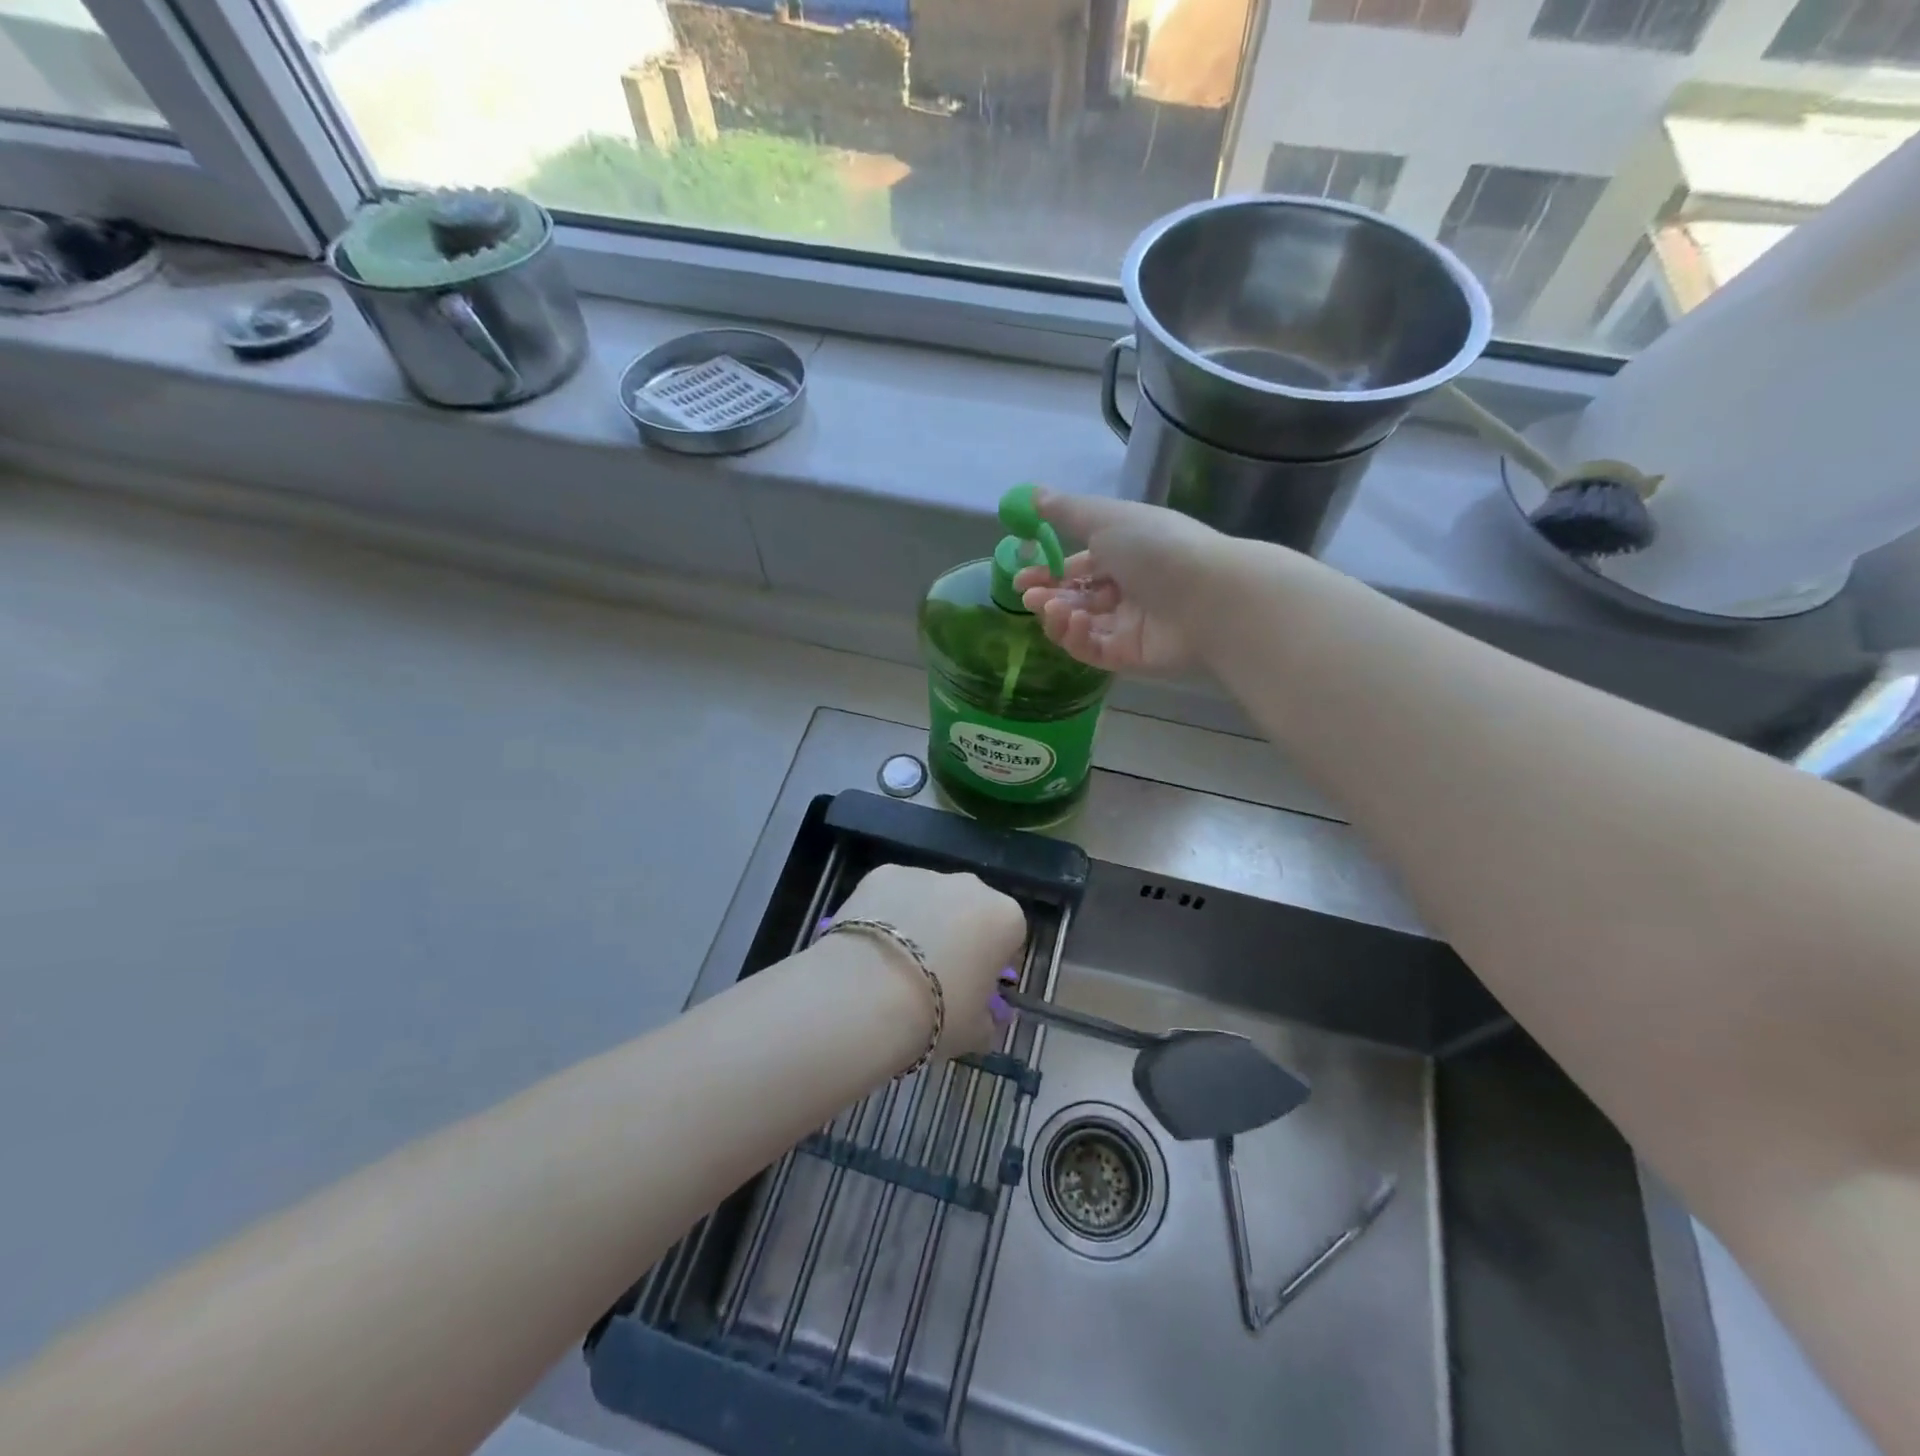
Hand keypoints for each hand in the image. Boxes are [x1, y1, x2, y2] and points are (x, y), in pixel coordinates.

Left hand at [831, 864, 1025, 1058]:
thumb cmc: (936, 1015)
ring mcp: (925, 874)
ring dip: (921, 921)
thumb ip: (988, 1019)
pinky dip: (885, 914)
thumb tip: (985, 1017)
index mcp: (1005, 918)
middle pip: (971, 910)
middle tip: (935, 976)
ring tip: (895, 964)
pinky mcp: (882, 873)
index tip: (976, 988)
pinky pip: (892, 895)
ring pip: (930, 898)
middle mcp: (970, 885)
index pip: (1010, 937)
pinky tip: (870, 947)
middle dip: (959, 935)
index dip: (994, 963)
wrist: (865, 995)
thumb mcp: (976, 1033)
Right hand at [1011, 490, 1226, 674]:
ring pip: (1080, 626)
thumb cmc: (1156, 548)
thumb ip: (1066, 510)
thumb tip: (1031, 495)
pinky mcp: (1130, 657)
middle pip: (1076, 598)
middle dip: (1047, 596)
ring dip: (1058, 617)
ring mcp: (1129, 625)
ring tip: (1051, 608)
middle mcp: (1128, 590)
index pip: (1079, 567)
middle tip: (1028, 597)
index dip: (1048, 572)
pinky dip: (1076, 638)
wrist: (1209, 597)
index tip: (1021, 578)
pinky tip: (1072, 623)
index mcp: (1125, 554)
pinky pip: (1093, 650)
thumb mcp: (1107, 518)